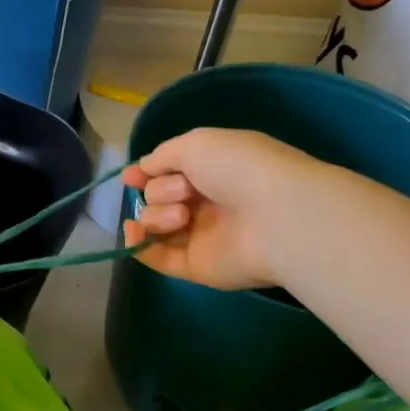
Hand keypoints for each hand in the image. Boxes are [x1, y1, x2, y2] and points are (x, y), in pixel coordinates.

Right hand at [120, 128, 315, 289]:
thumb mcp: (195, 144)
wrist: (277, 217)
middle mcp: (208, 202)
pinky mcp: (198, 266)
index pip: (170, 172)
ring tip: (183, 216)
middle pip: (159, 196)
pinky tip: (135, 233)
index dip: (148, 173)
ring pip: (156, 223)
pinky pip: (158, 257)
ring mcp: (202, 235)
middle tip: (185, 191)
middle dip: (161, 190)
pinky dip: (140, 245)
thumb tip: (142, 171)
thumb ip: (162, 156)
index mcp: (214, 170)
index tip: (132, 177)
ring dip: (157, 214)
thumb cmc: (239, 169)